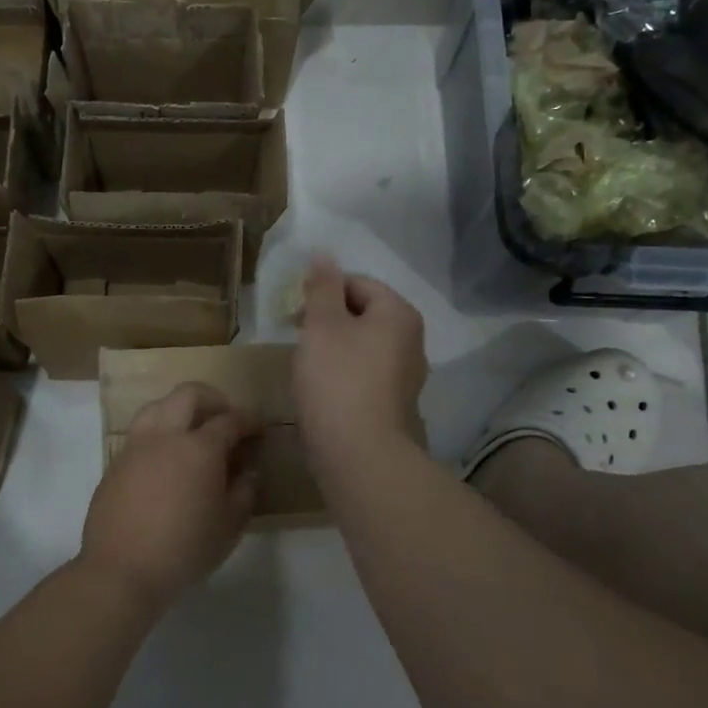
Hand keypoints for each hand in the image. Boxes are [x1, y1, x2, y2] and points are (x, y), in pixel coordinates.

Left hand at [81, 383, 259, 612]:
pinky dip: (159, 433)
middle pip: (189, 395)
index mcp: (200, 448)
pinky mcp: (115, 462)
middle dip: (213, 399)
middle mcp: (167, 435)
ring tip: (191, 431)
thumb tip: (247, 471)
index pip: (230, 420)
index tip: (258, 428)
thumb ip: (243, 492)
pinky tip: (165, 459)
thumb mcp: (229, 526)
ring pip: (158, 406)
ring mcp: (136, 446)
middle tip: (225, 418)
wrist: (121, 569)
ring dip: (179, 409)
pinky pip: (140, 433)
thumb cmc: (184, 549)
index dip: (248, 420)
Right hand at [293, 256, 427, 470]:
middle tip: (298, 339)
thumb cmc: (337, 380)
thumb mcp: (322, 325)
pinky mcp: (395, 403)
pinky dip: (343, 374)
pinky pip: (365, 373)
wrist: (359, 454)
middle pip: (362, 314)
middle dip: (328, 321)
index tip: (296, 315)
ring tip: (308, 367)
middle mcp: (412, 339)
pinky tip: (324, 391)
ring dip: (334, 348)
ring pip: (362, 345)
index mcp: (399, 313)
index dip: (323, 293)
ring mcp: (407, 374)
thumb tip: (324, 253)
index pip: (358, 283)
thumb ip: (322, 287)